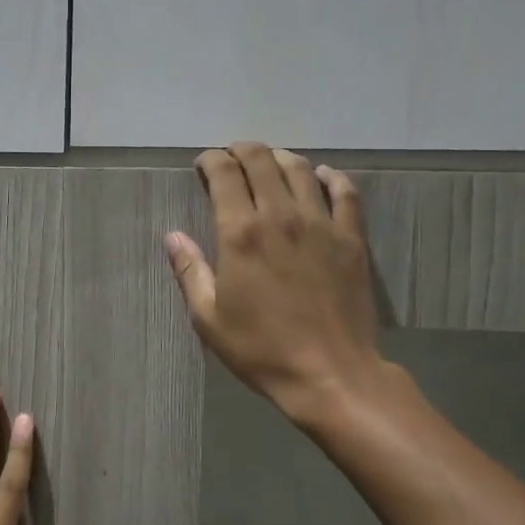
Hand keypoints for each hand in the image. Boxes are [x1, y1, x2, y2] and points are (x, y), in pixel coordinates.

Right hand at [166, 142, 392, 426]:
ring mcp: (321, 224)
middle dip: (242, 151)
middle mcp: (281, 216)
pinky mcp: (352, 239)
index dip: (212, 161)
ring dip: (280, 158)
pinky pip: (345, 192)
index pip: (225, 175)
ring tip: (269, 162)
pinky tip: (322, 177)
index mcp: (240, 234)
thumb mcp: (208, 318)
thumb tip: (172, 236)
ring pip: (301, 169)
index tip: (204, 164)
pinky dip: (331, 177)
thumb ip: (189, 271)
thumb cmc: (260, 349)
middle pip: (262, 161)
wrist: (330, 374)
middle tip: (232, 157)